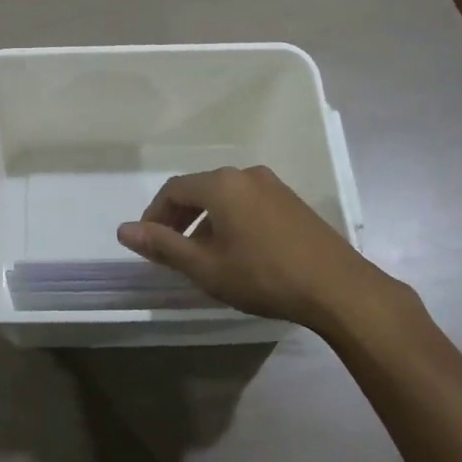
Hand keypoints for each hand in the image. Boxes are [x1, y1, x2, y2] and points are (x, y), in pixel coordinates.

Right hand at [117, 165, 373, 327]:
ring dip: (206, 220)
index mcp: (221, 184)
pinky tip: (238, 251)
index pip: (174, 189)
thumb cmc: (263, 276)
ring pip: (226, 197)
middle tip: (170, 250)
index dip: (154, 214)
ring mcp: (273, 185)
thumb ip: (163, 246)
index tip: (148, 243)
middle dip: (180, 217)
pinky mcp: (292, 202)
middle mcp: (245, 174)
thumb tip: (124, 229)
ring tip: (203, 255)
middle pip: (200, 189)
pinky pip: (249, 203)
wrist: (337, 287)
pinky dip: (232, 220)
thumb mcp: (206, 267)